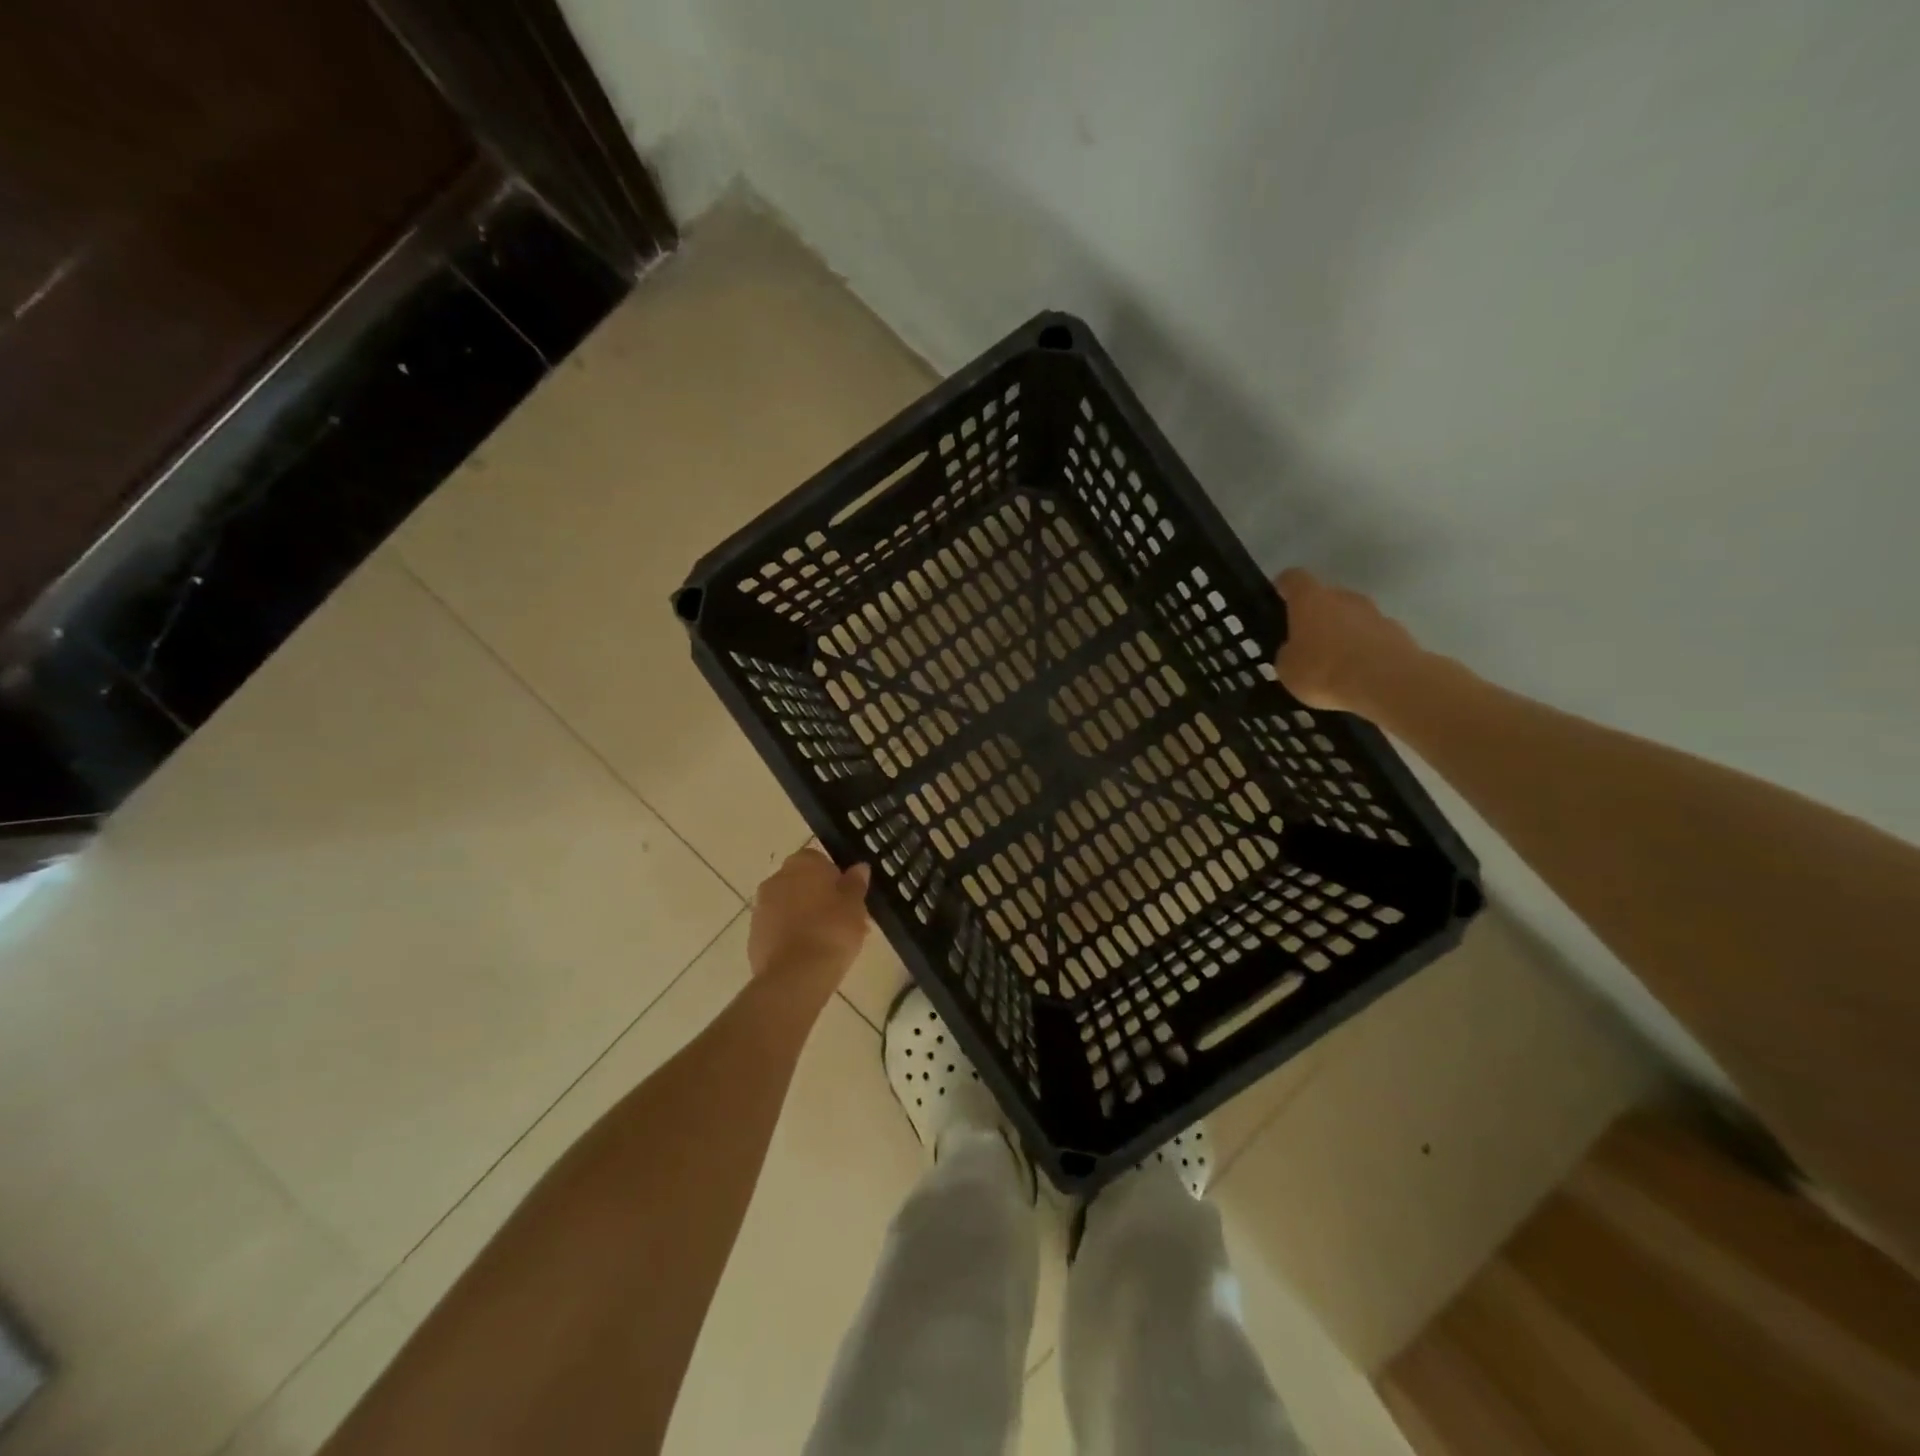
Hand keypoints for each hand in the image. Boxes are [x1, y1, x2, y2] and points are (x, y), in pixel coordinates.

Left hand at [748, 848, 871, 991]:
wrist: (795, 975)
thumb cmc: (832, 930)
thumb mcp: (855, 905)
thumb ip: (856, 883)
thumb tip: (859, 867)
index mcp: (802, 863)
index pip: (819, 860)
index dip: (835, 878)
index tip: (848, 898)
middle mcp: (776, 878)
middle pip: (802, 883)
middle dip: (820, 898)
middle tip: (842, 921)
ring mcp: (761, 907)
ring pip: (789, 907)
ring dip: (805, 917)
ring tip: (828, 943)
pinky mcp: (753, 935)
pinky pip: (778, 929)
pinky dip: (791, 936)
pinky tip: (809, 955)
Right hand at [1272, 569, 1424, 716]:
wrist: (1387, 684)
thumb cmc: (1325, 671)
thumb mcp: (1287, 669)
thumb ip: (1287, 653)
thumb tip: (1294, 650)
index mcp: (1311, 600)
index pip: (1294, 579)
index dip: (1284, 585)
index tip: (1277, 596)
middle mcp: (1344, 598)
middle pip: (1326, 597)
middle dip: (1316, 615)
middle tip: (1305, 641)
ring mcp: (1375, 614)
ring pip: (1352, 617)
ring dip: (1342, 633)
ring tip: (1333, 663)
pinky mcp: (1399, 634)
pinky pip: (1373, 637)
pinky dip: (1364, 650)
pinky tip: (1357, 674)